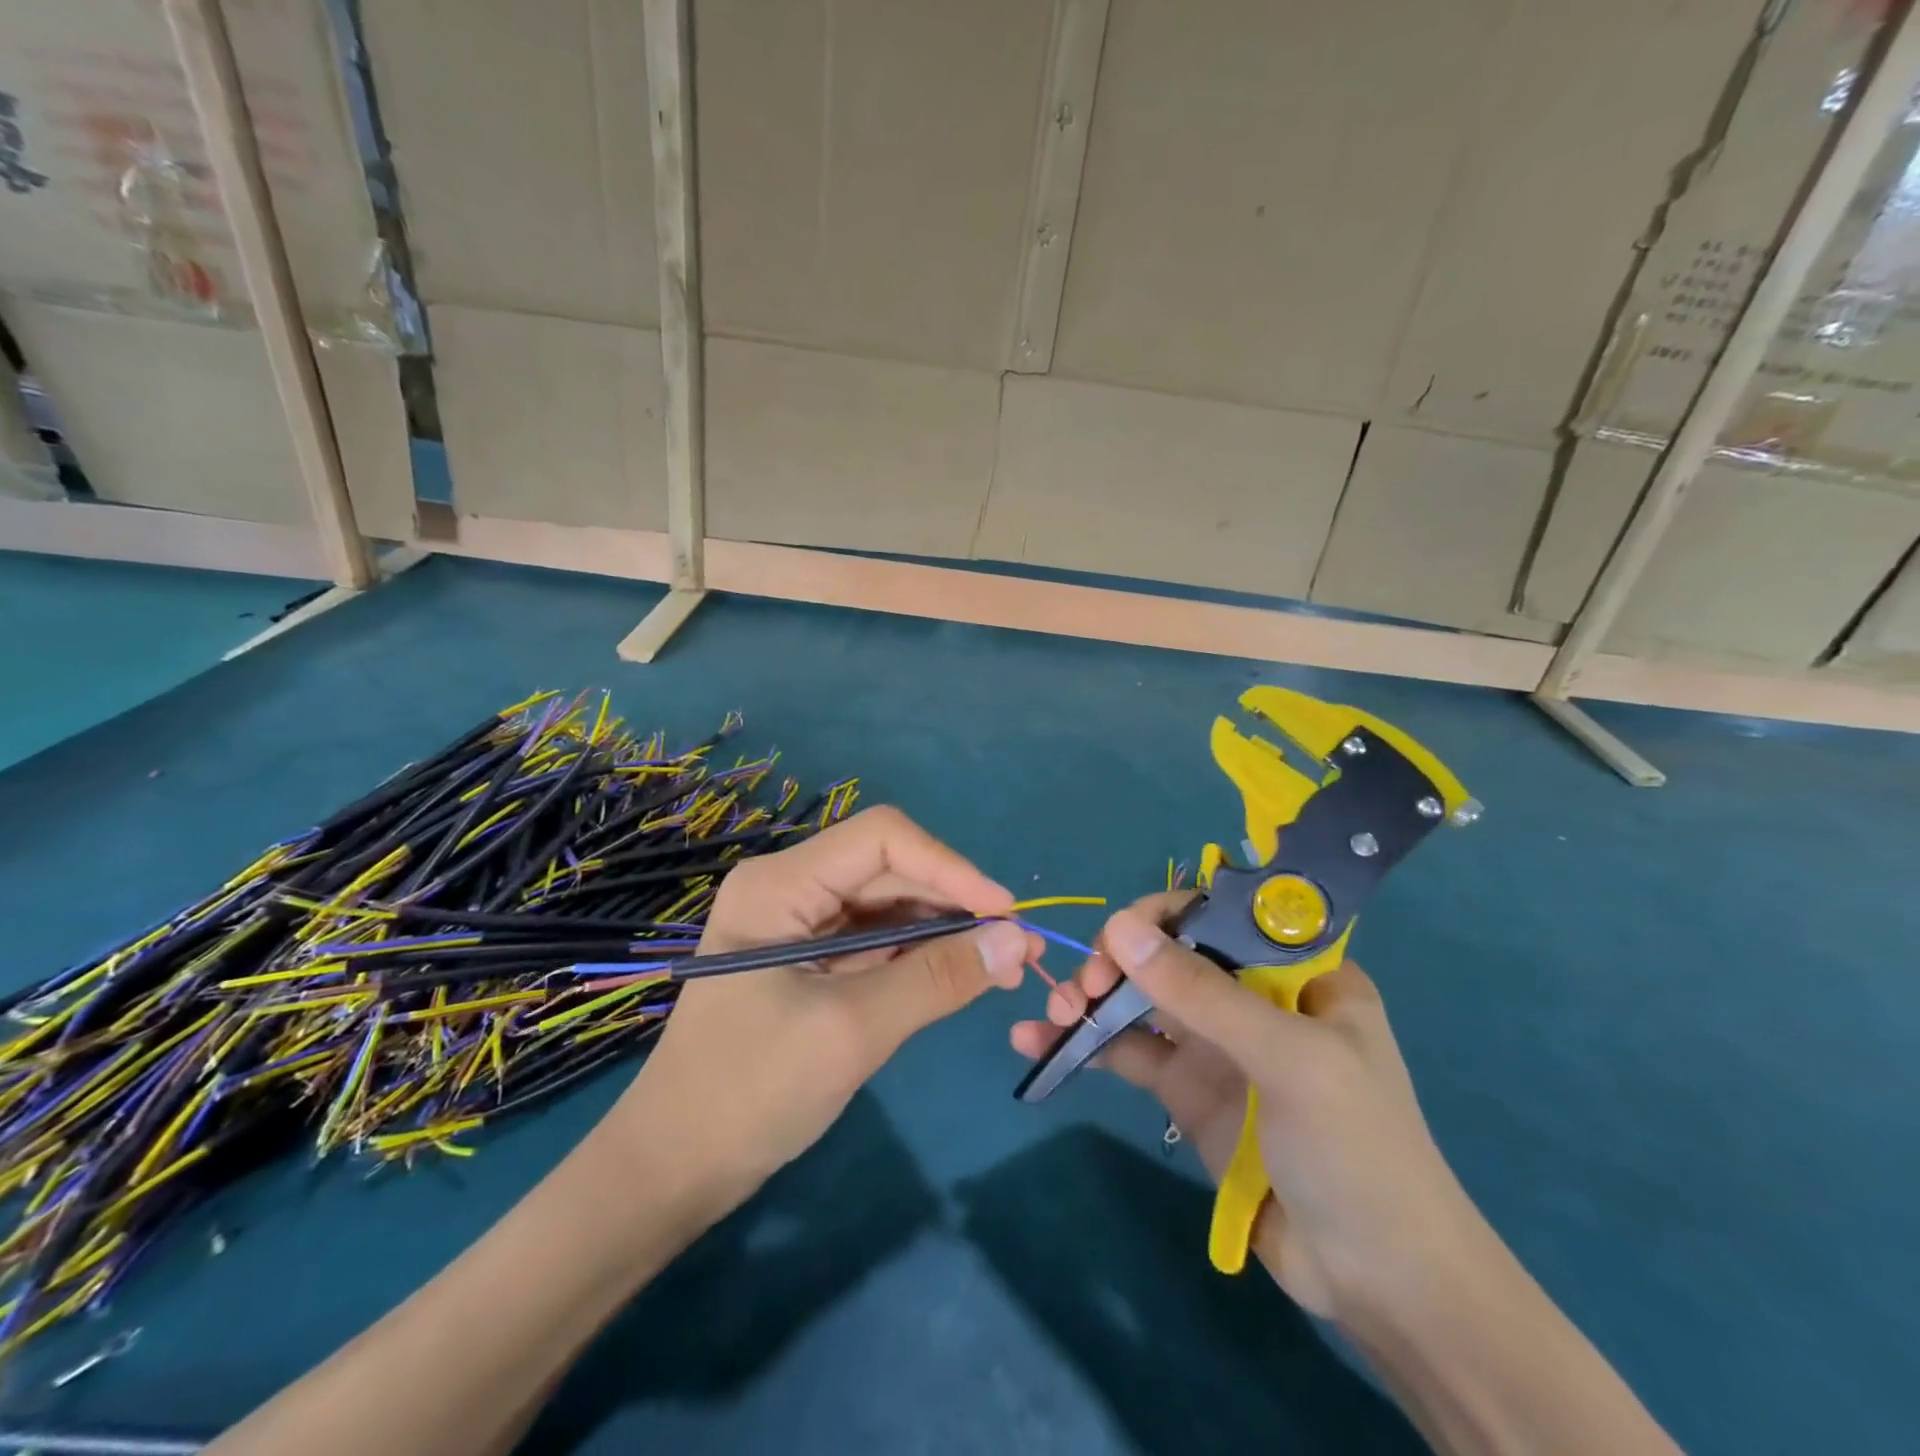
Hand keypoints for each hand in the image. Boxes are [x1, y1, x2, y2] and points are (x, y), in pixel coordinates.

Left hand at [609, 807, 1033, 1199]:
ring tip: (1002, 962)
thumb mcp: (853, 1031)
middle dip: (954, 901)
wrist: (673, 1170)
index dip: (950, 867)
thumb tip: (1019, 939)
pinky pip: (876, 938)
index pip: (882, 839)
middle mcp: (789, 887)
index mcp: (780, 884)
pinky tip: (958, 973)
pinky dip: (920, 953)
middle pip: (888, 868)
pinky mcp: (809, 957)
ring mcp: (798, 922)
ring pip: (888, 902)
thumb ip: (937, 977)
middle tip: (1017, 946)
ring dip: (944, 928)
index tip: (1005, 914)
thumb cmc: (750, 1093)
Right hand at [1011, 892, 1477, 1321]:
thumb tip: (1118, 927)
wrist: (1378, 1284)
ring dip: (1092, 996)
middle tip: (1084, 984)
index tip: (1121, 935)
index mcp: (1294, 971)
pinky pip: (1126, 1052)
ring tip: (1055, 1011)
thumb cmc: (1355, 1150)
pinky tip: (1036, 1042)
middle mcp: (1250, 996)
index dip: (1165, 915)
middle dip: (1119, 958)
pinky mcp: (1184, 1090)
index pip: (1221, 914)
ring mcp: (1214, 1044)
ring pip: (1140, 998)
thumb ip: (1200, 992)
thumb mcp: (1287, 1058)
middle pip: (1169, 953)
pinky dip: (1084, 1043)